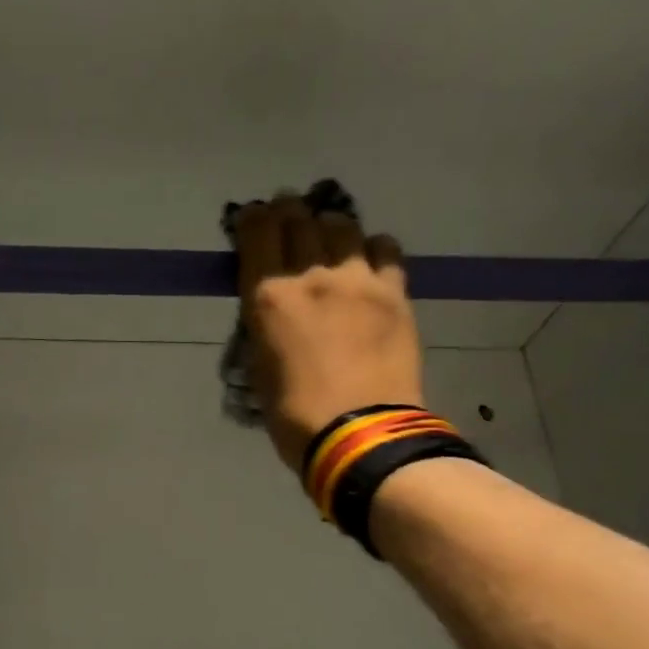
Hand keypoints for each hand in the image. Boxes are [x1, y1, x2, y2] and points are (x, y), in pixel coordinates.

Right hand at [235, 195, 424, 470]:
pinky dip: (372, 249)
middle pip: (300, 219)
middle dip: (290, 213)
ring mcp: (358, 280)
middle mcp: (311, 276)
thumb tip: (274, 310)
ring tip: (331, 240)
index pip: (257, 232)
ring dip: (331, 228)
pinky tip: (369, 264)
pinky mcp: (394, 293)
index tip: (254, 219)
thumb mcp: (261, 371)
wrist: (361, 435)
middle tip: (290, 219)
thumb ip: (265, 329)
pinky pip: (385, 249)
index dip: (253, 219)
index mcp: (269, 298)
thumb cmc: (297, 418)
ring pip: (343, 226)